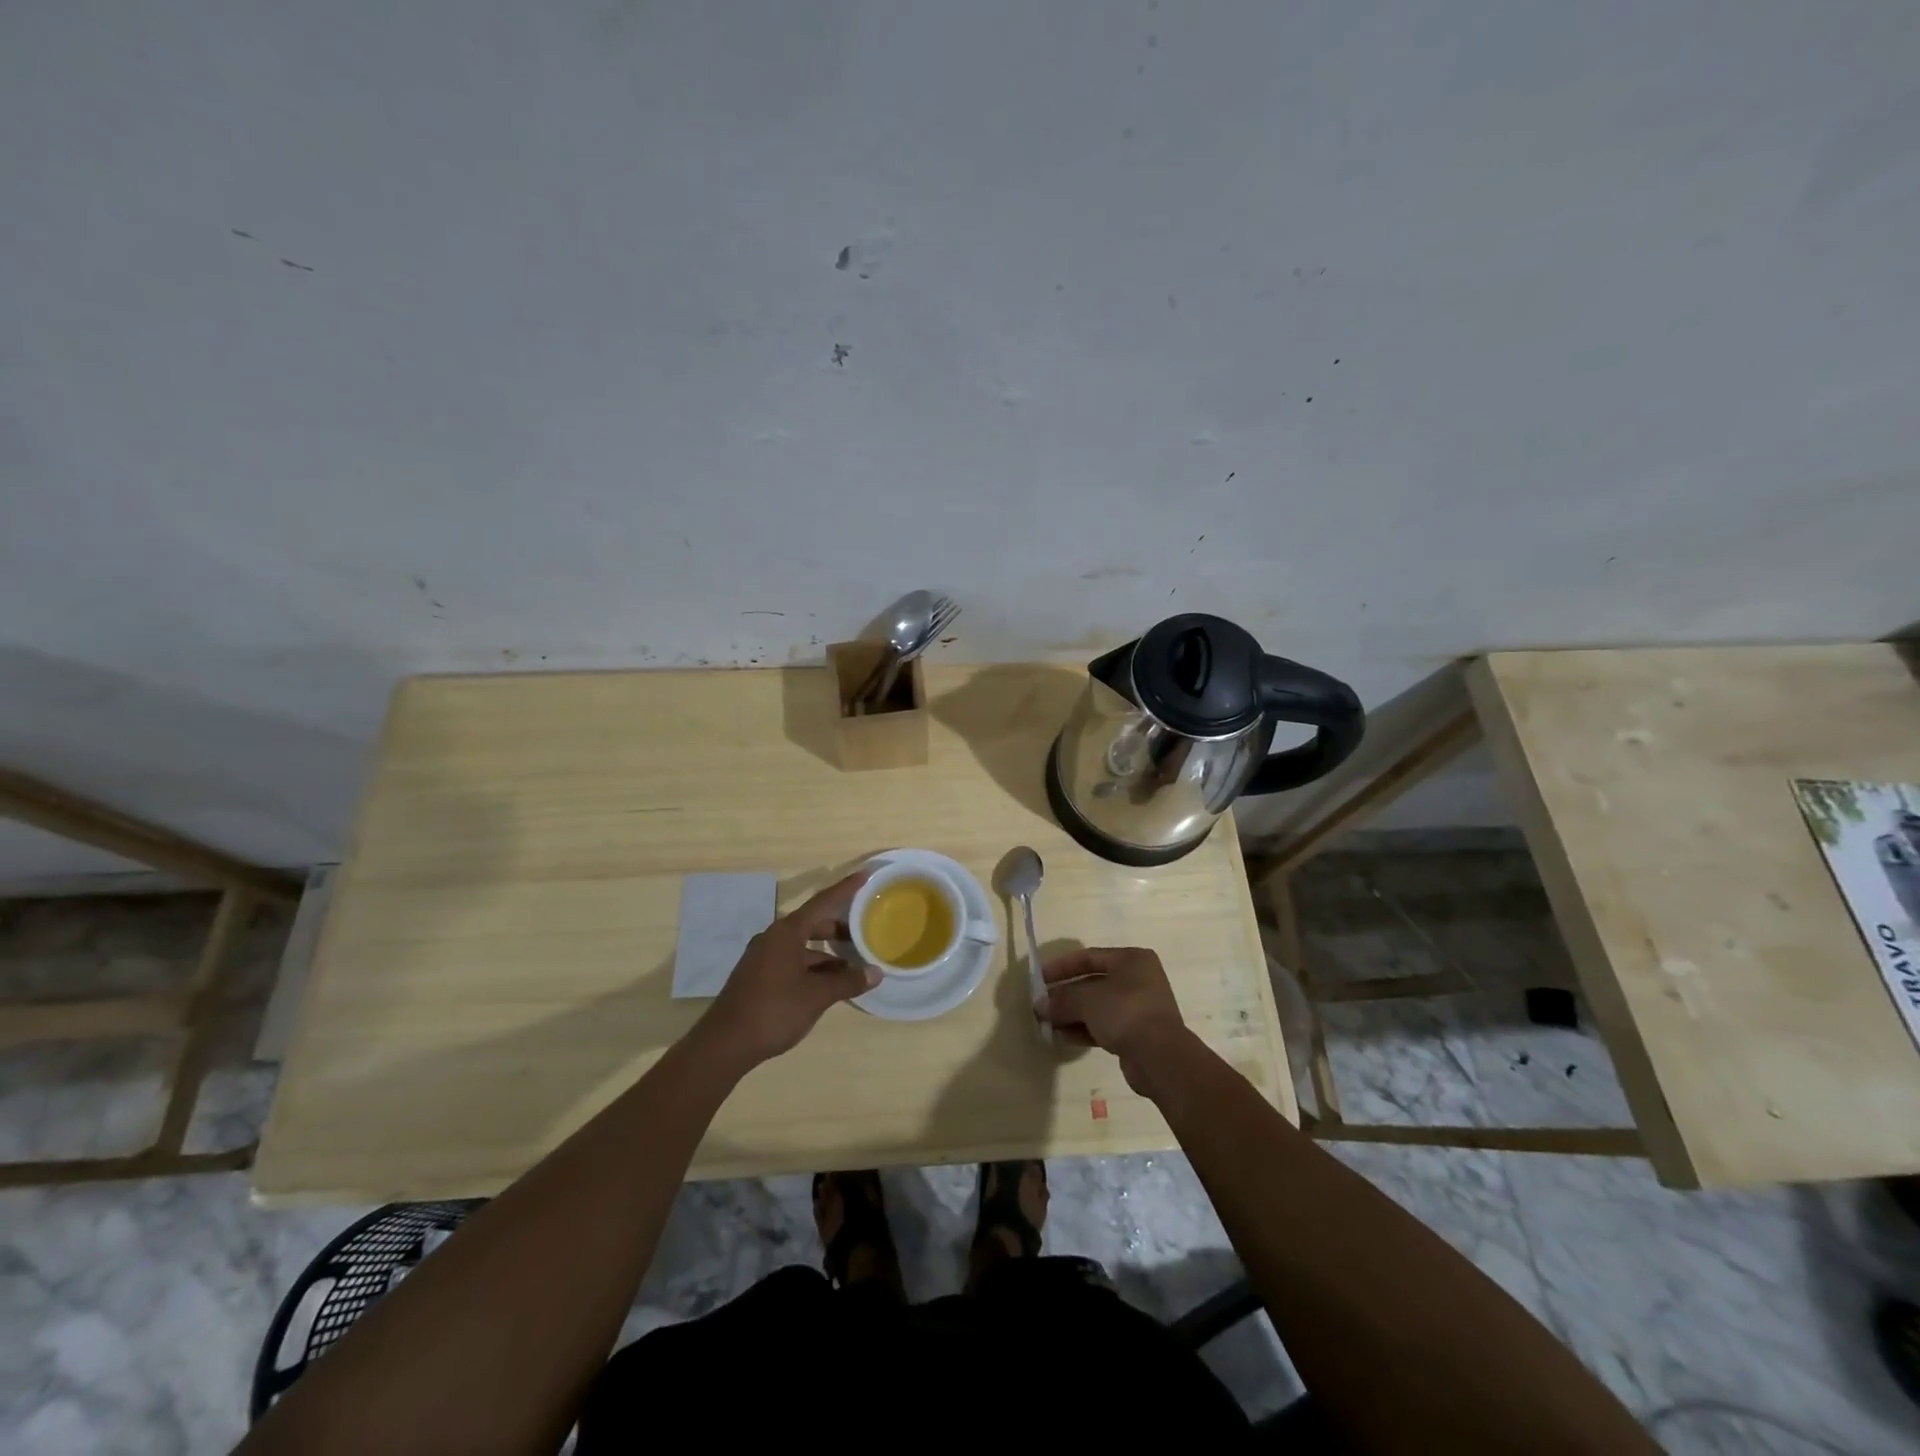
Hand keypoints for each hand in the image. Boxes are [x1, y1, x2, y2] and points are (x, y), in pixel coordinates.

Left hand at [695, 872, 876, 1070]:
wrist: (724, 1044)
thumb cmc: (774, 1010)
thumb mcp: (817, 996)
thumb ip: (847, 981)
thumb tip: (876, 972)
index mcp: (787, 932)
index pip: (822, 902)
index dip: (845, 889)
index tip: (864, 875)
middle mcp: (774, 938)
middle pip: (812, 923)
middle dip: (838, 928)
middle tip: (864, 931)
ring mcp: (763, 957)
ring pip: (802, 945)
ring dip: (826, 952)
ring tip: (852, 964)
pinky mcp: (758, 976)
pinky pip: (792, 960)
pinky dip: (813, 966)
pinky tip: (828, 983)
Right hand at [1036, 946, 1195, 1096]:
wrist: (1161, 1058)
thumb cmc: (1125, 1012)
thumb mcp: (1087, 1000)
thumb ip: (1062, 999)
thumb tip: (1039, 1004)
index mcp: (1131, 960)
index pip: (1089, 957)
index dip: (1061, 966)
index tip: (1039, 978)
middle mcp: (1137, 979)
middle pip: (1092, 983)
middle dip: (1065, 995)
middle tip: (1041, 1005)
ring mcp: (1139, 1008)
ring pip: (1097, 1007)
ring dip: (1071, 1014)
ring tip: (1046, 1024)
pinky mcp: (1137, 1034)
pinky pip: (1104, 1026)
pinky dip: (1083, 1029)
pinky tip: (1061, 1037)